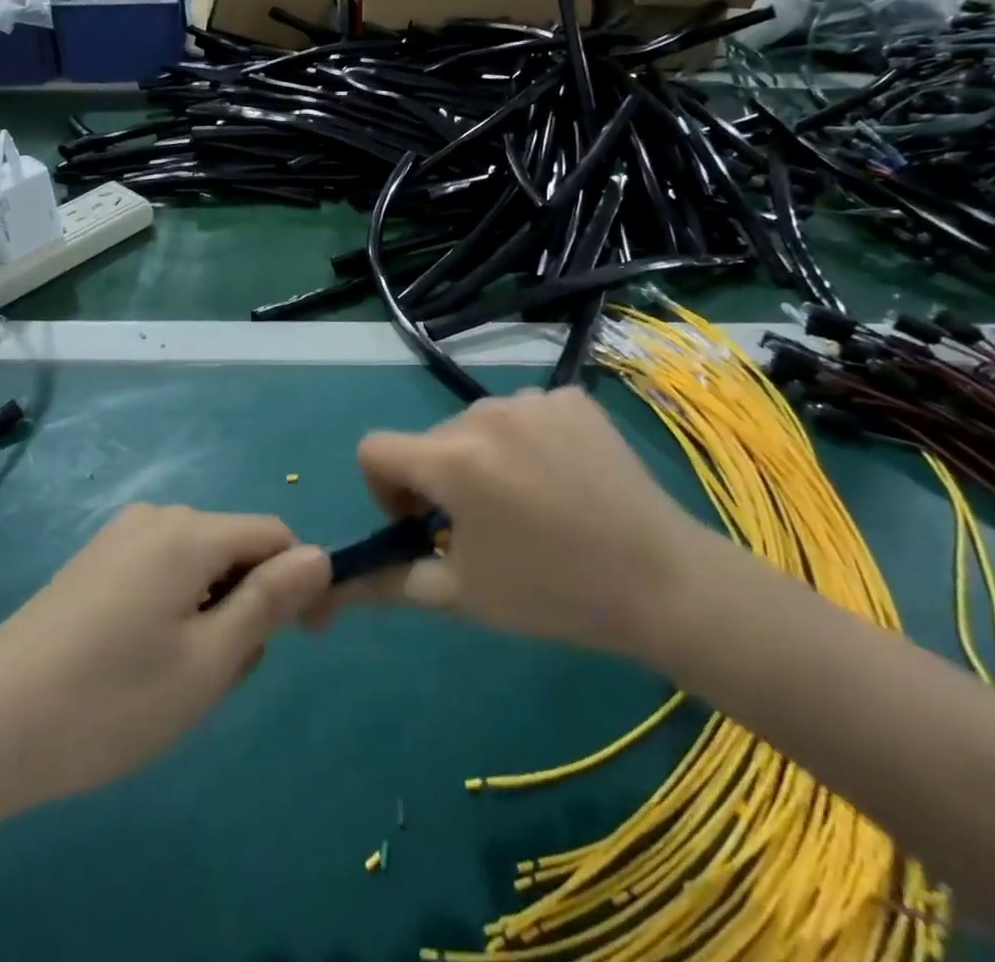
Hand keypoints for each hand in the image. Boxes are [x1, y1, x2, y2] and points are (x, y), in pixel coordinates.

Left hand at [0, 505, 329, 813]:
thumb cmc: (109, 701)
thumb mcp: (209, 661)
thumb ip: (271, 600)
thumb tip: (320, 556)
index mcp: (190, 532)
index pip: (276, 535)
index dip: (298, 583)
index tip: (295, 642)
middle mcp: (158, 517)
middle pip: (235, 550)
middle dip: (245, 606)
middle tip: (215, 678)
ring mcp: (120, 536)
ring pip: (199, 565)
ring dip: (209, 615)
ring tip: (172, 681)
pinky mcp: (94, 561)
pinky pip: (161, 571)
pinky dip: (173, 611)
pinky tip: (138, 665)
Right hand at [337, 387, 720, 663]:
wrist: (663, 582)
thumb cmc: (553, 594)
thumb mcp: (461, 595)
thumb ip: (388, 583)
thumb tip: (330, 590)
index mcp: (452, 458)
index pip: (375, 450)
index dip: (384, 490)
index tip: (422, 525)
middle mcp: (484, 413)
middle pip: (432, 441)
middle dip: (440, 481)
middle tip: (484, 529)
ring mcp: (533, 399)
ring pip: (479, 426)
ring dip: (485, 460)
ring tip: (530, 504)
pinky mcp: (573, 398)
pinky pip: (527, 415)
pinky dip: (529, 443)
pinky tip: (564, 479)